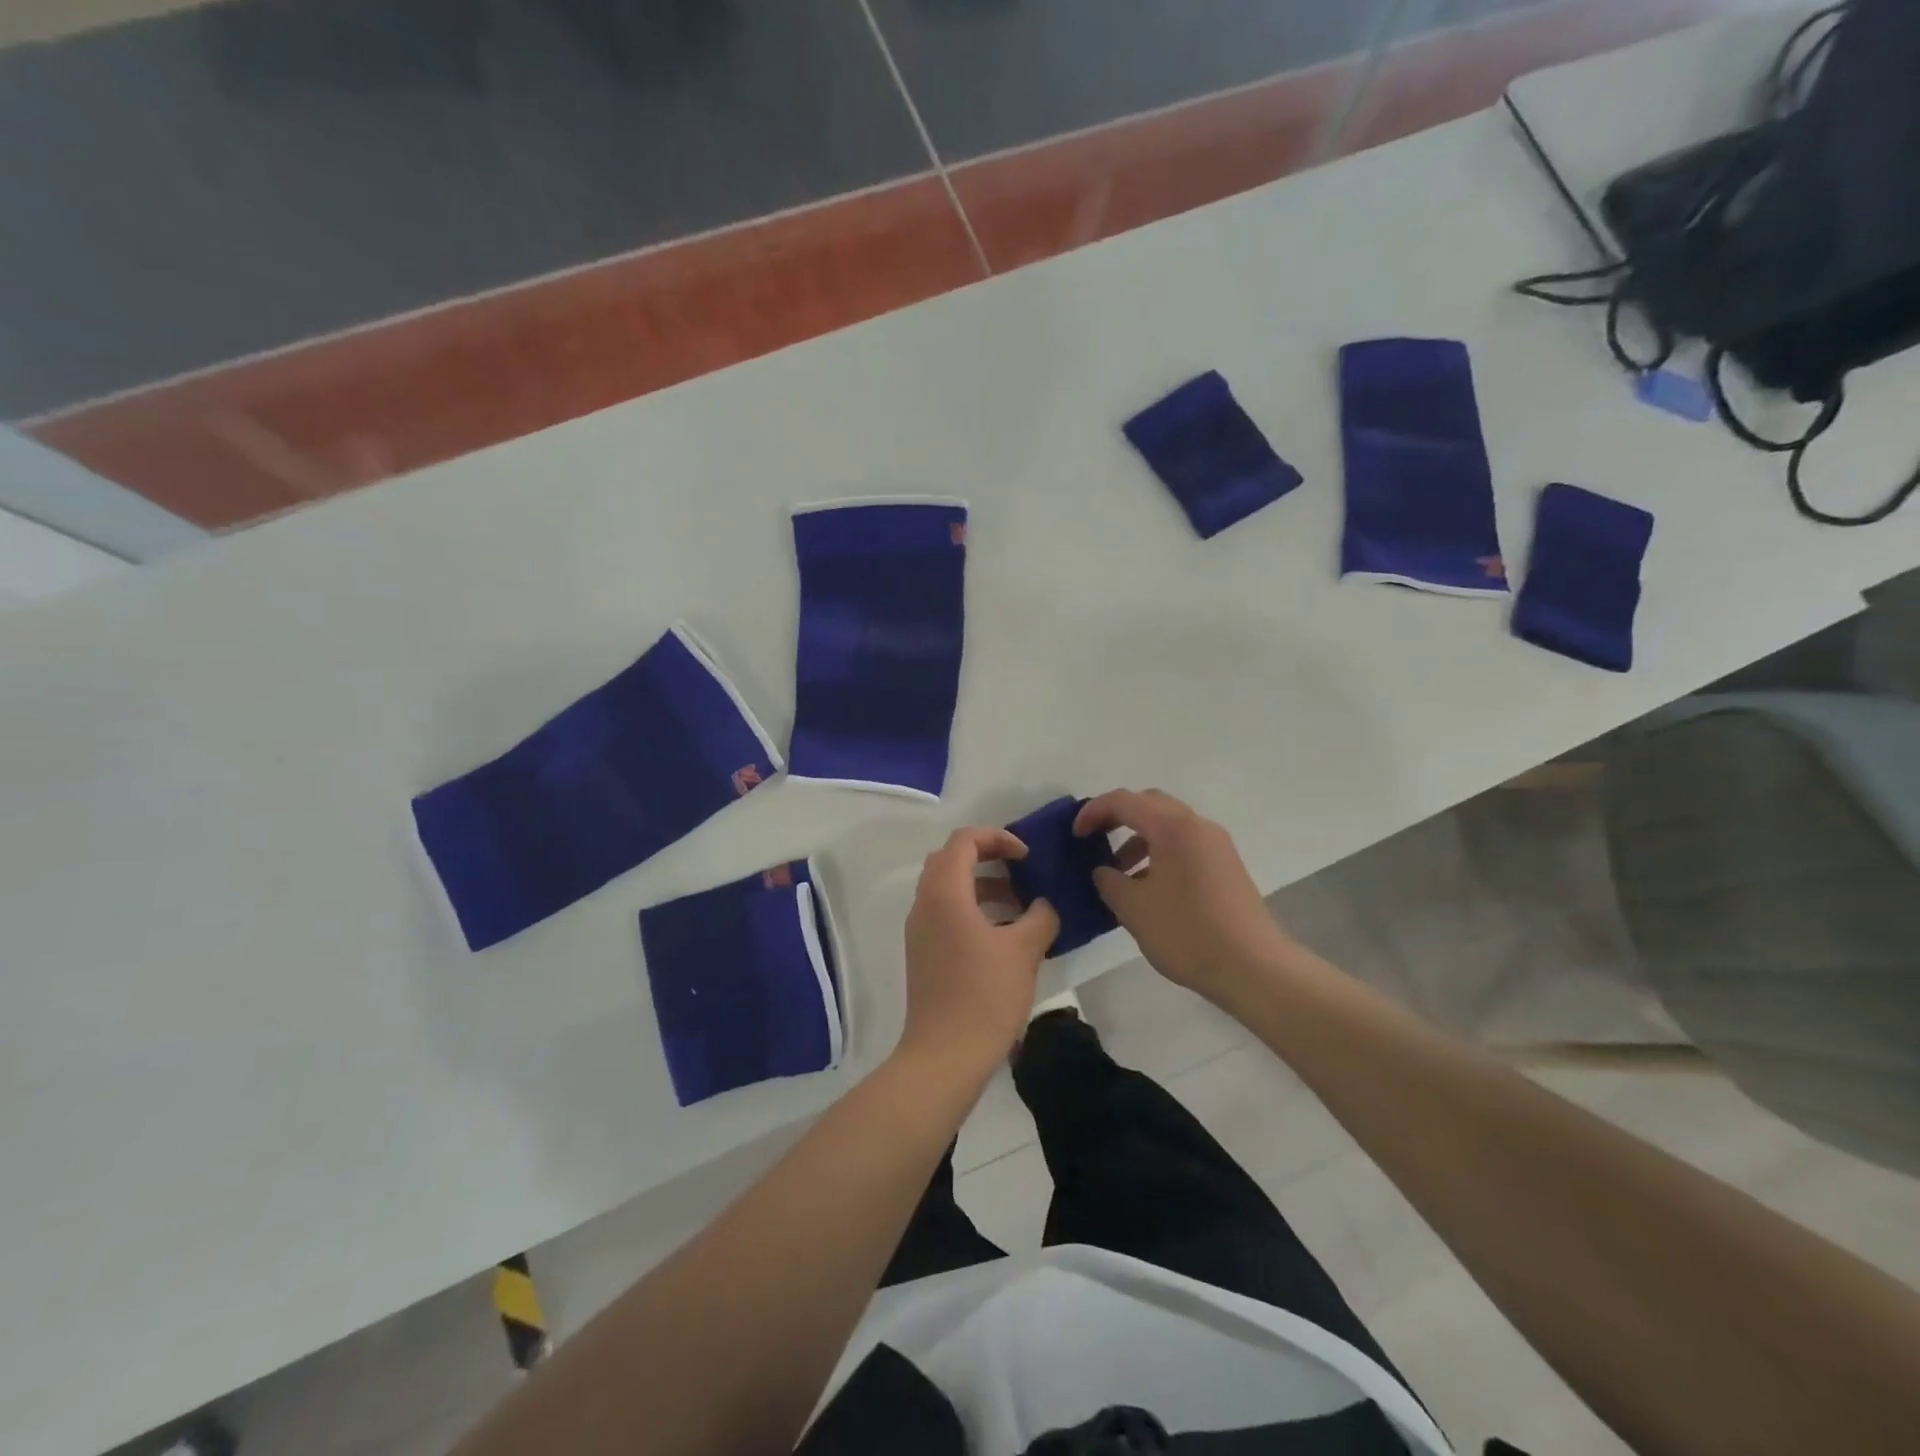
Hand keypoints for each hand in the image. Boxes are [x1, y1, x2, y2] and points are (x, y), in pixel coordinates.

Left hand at [901, 828, 1059, 1077]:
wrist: (944, 1057)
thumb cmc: (984, 996)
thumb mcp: (1023, 951)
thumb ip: (1040, 916)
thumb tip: (1044, 905)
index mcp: (944, 893)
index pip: (964, 840)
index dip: (998, 838)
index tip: (1027, 856)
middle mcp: (924, 904)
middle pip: (951, 859)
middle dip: (988, 856)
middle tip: (1022, 869)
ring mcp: (920, 930)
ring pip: (948, 887)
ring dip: (982, 885)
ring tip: (1021, 904)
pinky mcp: (923, 953)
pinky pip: (946, 913)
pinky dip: (973, 909)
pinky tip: (1004, 934)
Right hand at [1074, 789, 1294, 1004]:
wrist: (1253, 968)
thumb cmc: (1187, 932)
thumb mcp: (1134, 908)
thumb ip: (1110, 882)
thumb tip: (1104, 872)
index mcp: (1173, 827)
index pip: (1124, 801)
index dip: (1093, 812)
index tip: (1075, 835)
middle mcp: (1197, 826)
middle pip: (1150, 804)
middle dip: (1117, 817)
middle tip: (1094, 839)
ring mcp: (1216, 845)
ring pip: (1168, 826)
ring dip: (1138, 839)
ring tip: (1119, 874)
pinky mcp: (1226, 866)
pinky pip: (1184, 845)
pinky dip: (1159, 853)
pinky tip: (1148, 888)